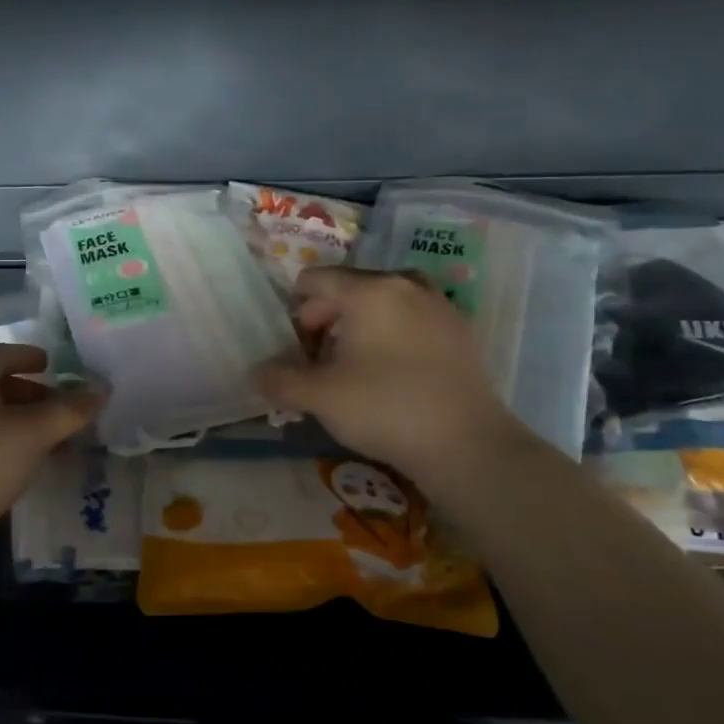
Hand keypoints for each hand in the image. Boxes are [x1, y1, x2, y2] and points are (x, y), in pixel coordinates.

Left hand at [0, 344, 104, 543]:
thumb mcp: (34, 433)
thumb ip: (71, 409)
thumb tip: (101, 390)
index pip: (1, 353)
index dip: (32, 357)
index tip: (55, 366)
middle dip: (32, 395)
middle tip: (61, 411)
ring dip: (20, 421)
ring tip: (50, 441)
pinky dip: (1, 438)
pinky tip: (21, 461)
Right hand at [253, 268, 522, 481]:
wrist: (466, 444)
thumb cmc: (385, 408)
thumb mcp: (320, 397)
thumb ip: (280, 380)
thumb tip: (256, 373)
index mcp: (369, 290)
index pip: (314, 280)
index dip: (295, 312)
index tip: (297, 351)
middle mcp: (405, 285)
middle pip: (349, 288)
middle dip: (326, 320)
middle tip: (321, 364)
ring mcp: (439, 306)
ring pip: (383, 303)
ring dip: (360, 326)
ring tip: (356, 367)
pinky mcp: (461, 332)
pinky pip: (413, 320)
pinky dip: (393, 336)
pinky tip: (394, 376)